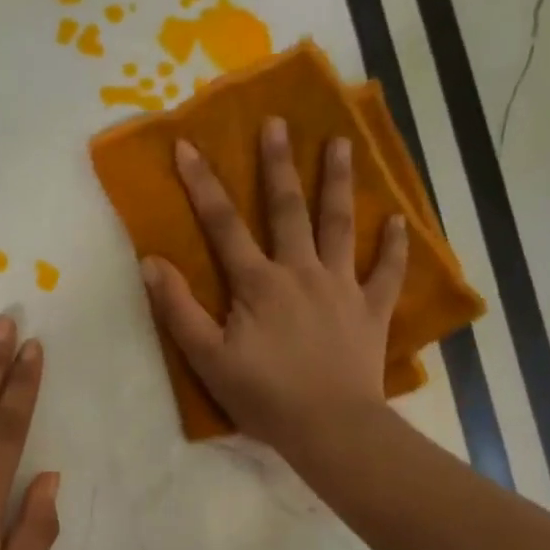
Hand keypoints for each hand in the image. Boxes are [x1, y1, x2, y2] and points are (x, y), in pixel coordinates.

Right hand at [140, 117, 408, 463]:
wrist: (330, 428)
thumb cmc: (264, 396)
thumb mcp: (208, 358)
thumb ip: (178, 309)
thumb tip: (151, 262)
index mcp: (258, 283)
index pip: (223, 224)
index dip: (202, 185)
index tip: (188, 146)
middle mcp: (301, 272)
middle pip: (288, 209)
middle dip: (279, 164)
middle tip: (278, 122)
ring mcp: (342, 287)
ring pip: (340, 225)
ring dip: (338, 183)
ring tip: (341, 143)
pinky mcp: (371, 310)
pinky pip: (387, 271)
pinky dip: (394, 245)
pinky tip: (398, 219)